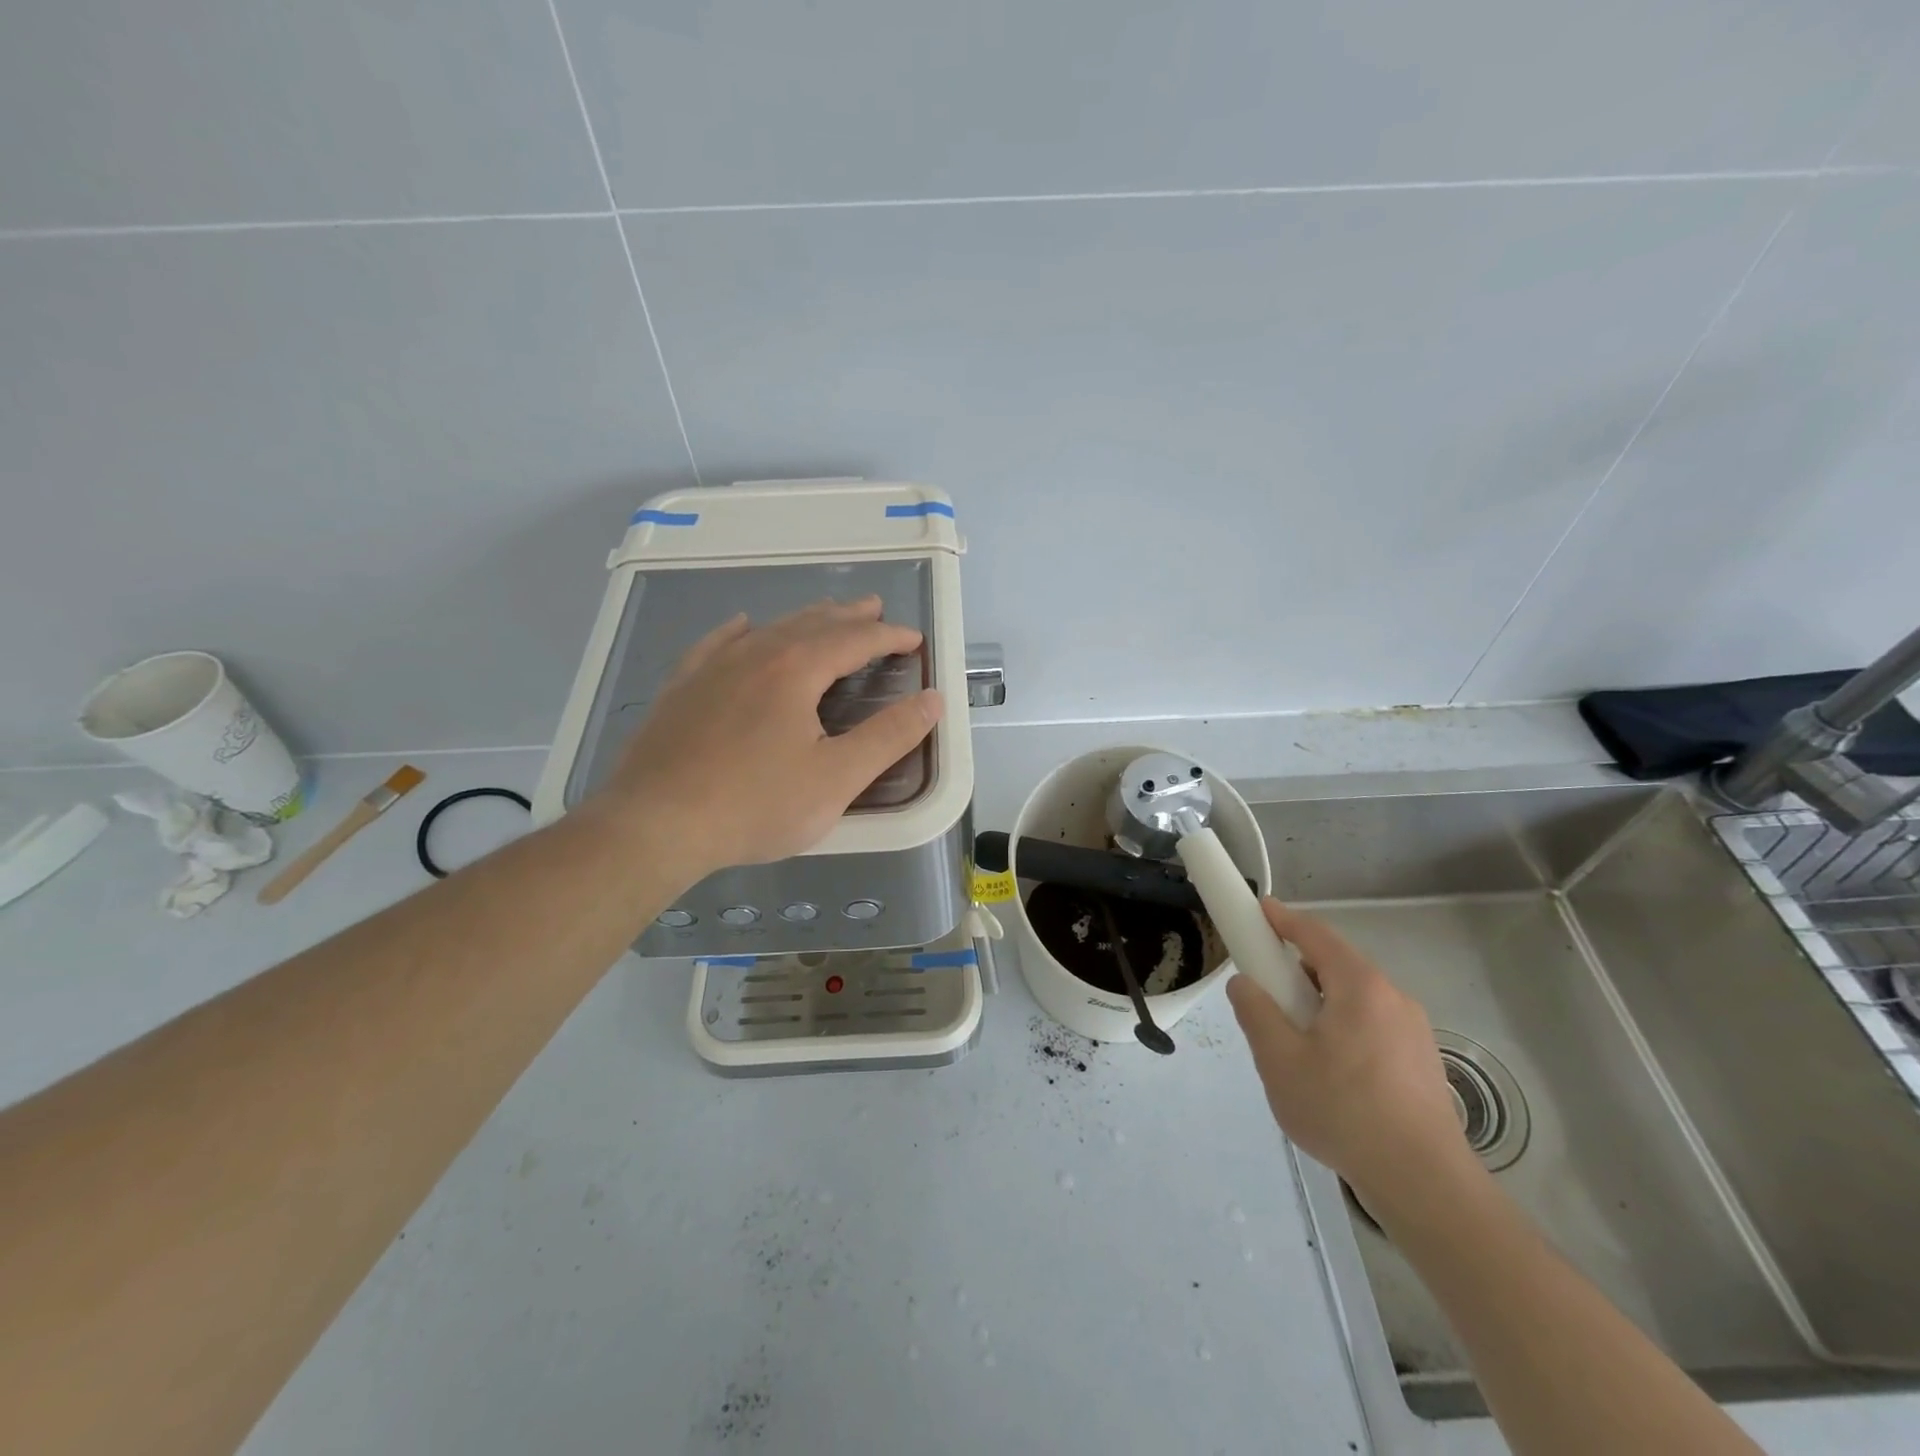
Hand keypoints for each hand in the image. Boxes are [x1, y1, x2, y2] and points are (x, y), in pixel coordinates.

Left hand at [583, 597, 942, 882]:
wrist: (654, 824)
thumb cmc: (755, 804)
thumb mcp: (836, 778)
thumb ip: (889, 737)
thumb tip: (932, 700)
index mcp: (795, 670)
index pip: (854, 640)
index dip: (888, 636)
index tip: (913, 638)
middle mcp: (754, 654)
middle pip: (812, 624)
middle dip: (849, 616)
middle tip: (875, 608)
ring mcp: (712, 668)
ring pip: (768, 630)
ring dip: (804, 620)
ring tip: (825, 615)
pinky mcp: (681, 689)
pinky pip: (717, 644)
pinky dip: (740, 632)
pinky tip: (743, 627)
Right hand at [1226, 900, 1478, 1218]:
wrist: (1425, 1184)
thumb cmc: (1344, 1112)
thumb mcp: (1279, 1061)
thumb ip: (1256, 1013)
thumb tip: (1245, 984)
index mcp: (1360, 987)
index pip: (1315, 934)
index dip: (1283, 919)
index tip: (1257, 909)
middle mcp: (1392, 997)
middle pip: (1336, 965)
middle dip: (1297, 970)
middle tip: (1266, 992)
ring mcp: (1413, 1031)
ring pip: (1354, 999)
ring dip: (1320, 1003)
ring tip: (1294, 1042)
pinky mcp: (1421, 1061)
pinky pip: (1372, 1024)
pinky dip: (1342, 1027)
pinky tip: (1329, 1071)